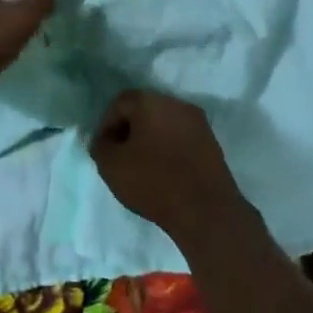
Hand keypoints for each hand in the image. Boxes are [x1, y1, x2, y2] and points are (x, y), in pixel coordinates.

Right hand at [89, 90, 249, 248]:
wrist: (205, 210)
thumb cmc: (153, 181)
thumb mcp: (111, 166)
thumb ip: (100, 146)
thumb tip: (104, 140)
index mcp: (151, 102)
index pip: (120, 103)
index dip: (106, 125)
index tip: (103, 149)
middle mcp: (177, 103)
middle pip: (144, 110)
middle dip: (129, 130)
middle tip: (120, 156)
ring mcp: (198, 122)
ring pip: (164, 123)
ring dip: (149, 139)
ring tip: (141, 166)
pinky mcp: (211, 142)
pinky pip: (181, 138)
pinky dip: (168, 148)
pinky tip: (163, 171)